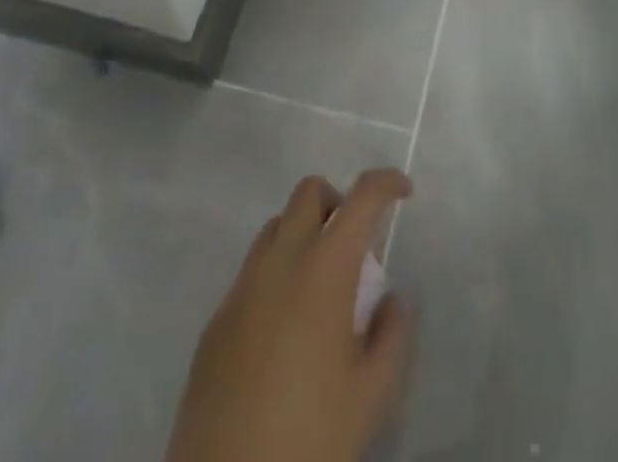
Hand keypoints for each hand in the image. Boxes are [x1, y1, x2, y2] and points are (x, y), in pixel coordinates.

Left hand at [167, 169, 414, 461]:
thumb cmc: (310, 438)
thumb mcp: (373, 394)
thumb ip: (393, 333)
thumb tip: (392, 298)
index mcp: (325, 268)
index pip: (362, 196)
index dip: (387, 182)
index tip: (404, 192)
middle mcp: (280, 262)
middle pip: (309, 192)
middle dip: (338, 201)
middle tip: (355, 243)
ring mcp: (241, 290)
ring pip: (275, 227)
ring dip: (303, 233)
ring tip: (319, 285)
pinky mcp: (214, 324)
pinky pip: (249, 273)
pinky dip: (275, 274)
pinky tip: (283, 330)